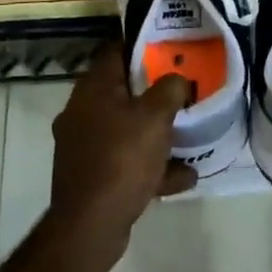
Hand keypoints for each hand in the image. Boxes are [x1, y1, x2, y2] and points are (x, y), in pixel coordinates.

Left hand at [49, 43, 197, 261]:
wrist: (90, 226)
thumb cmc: (122, 158)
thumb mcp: (155, 116)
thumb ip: (170, 89)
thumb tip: (176, 79)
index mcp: (92, 89)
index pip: (114, 51)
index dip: (141, 45)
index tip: (168, 47)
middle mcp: (82, 112)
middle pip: (122, 91)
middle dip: (154, 92)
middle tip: (183, 90)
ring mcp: (84, 147)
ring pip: (126, 129)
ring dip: (156, 133)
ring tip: (188, 136)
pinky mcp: (92, 176)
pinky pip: (126, 161)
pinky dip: (151, 166)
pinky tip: (183, 177)